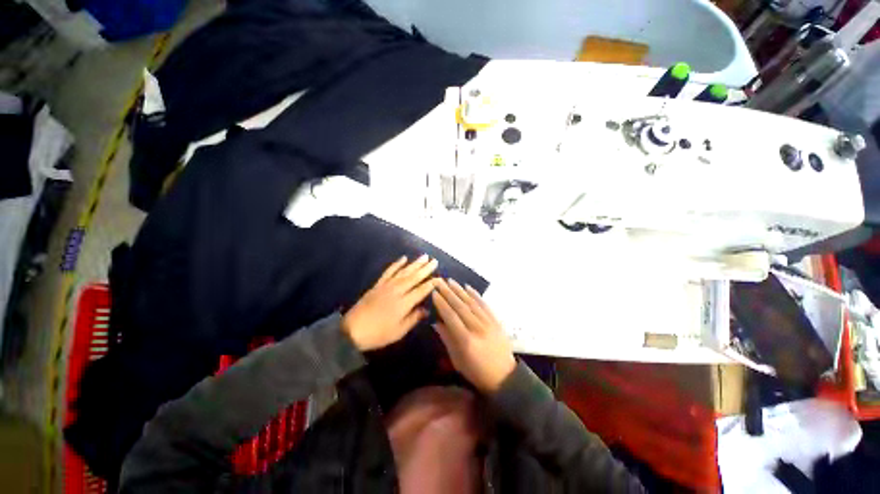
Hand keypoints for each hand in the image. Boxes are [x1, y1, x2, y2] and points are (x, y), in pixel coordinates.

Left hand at [342, 255, 437, 350]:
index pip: (421, 290)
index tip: (440, 278)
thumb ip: (414, 318)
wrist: (352, 330)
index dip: (431, 284)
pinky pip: (389, 271)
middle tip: (435, 261)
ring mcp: (387, 285)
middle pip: (414, 277)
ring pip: (404, 272)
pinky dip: (396, 264)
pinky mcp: (378, 284)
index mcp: (404, 303)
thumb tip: (426, 309)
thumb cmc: (378, 333)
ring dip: (415, 263)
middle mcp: (397, 290)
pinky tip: (403, 258)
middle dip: (426, 269)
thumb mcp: (399, 331)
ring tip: (424, 256)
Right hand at [432, 279, 515, 392]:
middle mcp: (477, 328)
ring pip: (471, 303)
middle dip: (448, 292)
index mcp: (466, 340)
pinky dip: (475, 295)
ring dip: (460, 290)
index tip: (433, 292)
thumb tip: (436, 322)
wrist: (504, 377)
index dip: (441, 303)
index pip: (451, 316)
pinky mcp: (496, 321)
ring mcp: (489, 323)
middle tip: (439, 281)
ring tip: (450, 281)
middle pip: (460, 306)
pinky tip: (468, 287)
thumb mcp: (457, 360)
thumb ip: (447, 339)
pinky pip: (484, 305)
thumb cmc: (476, 372)